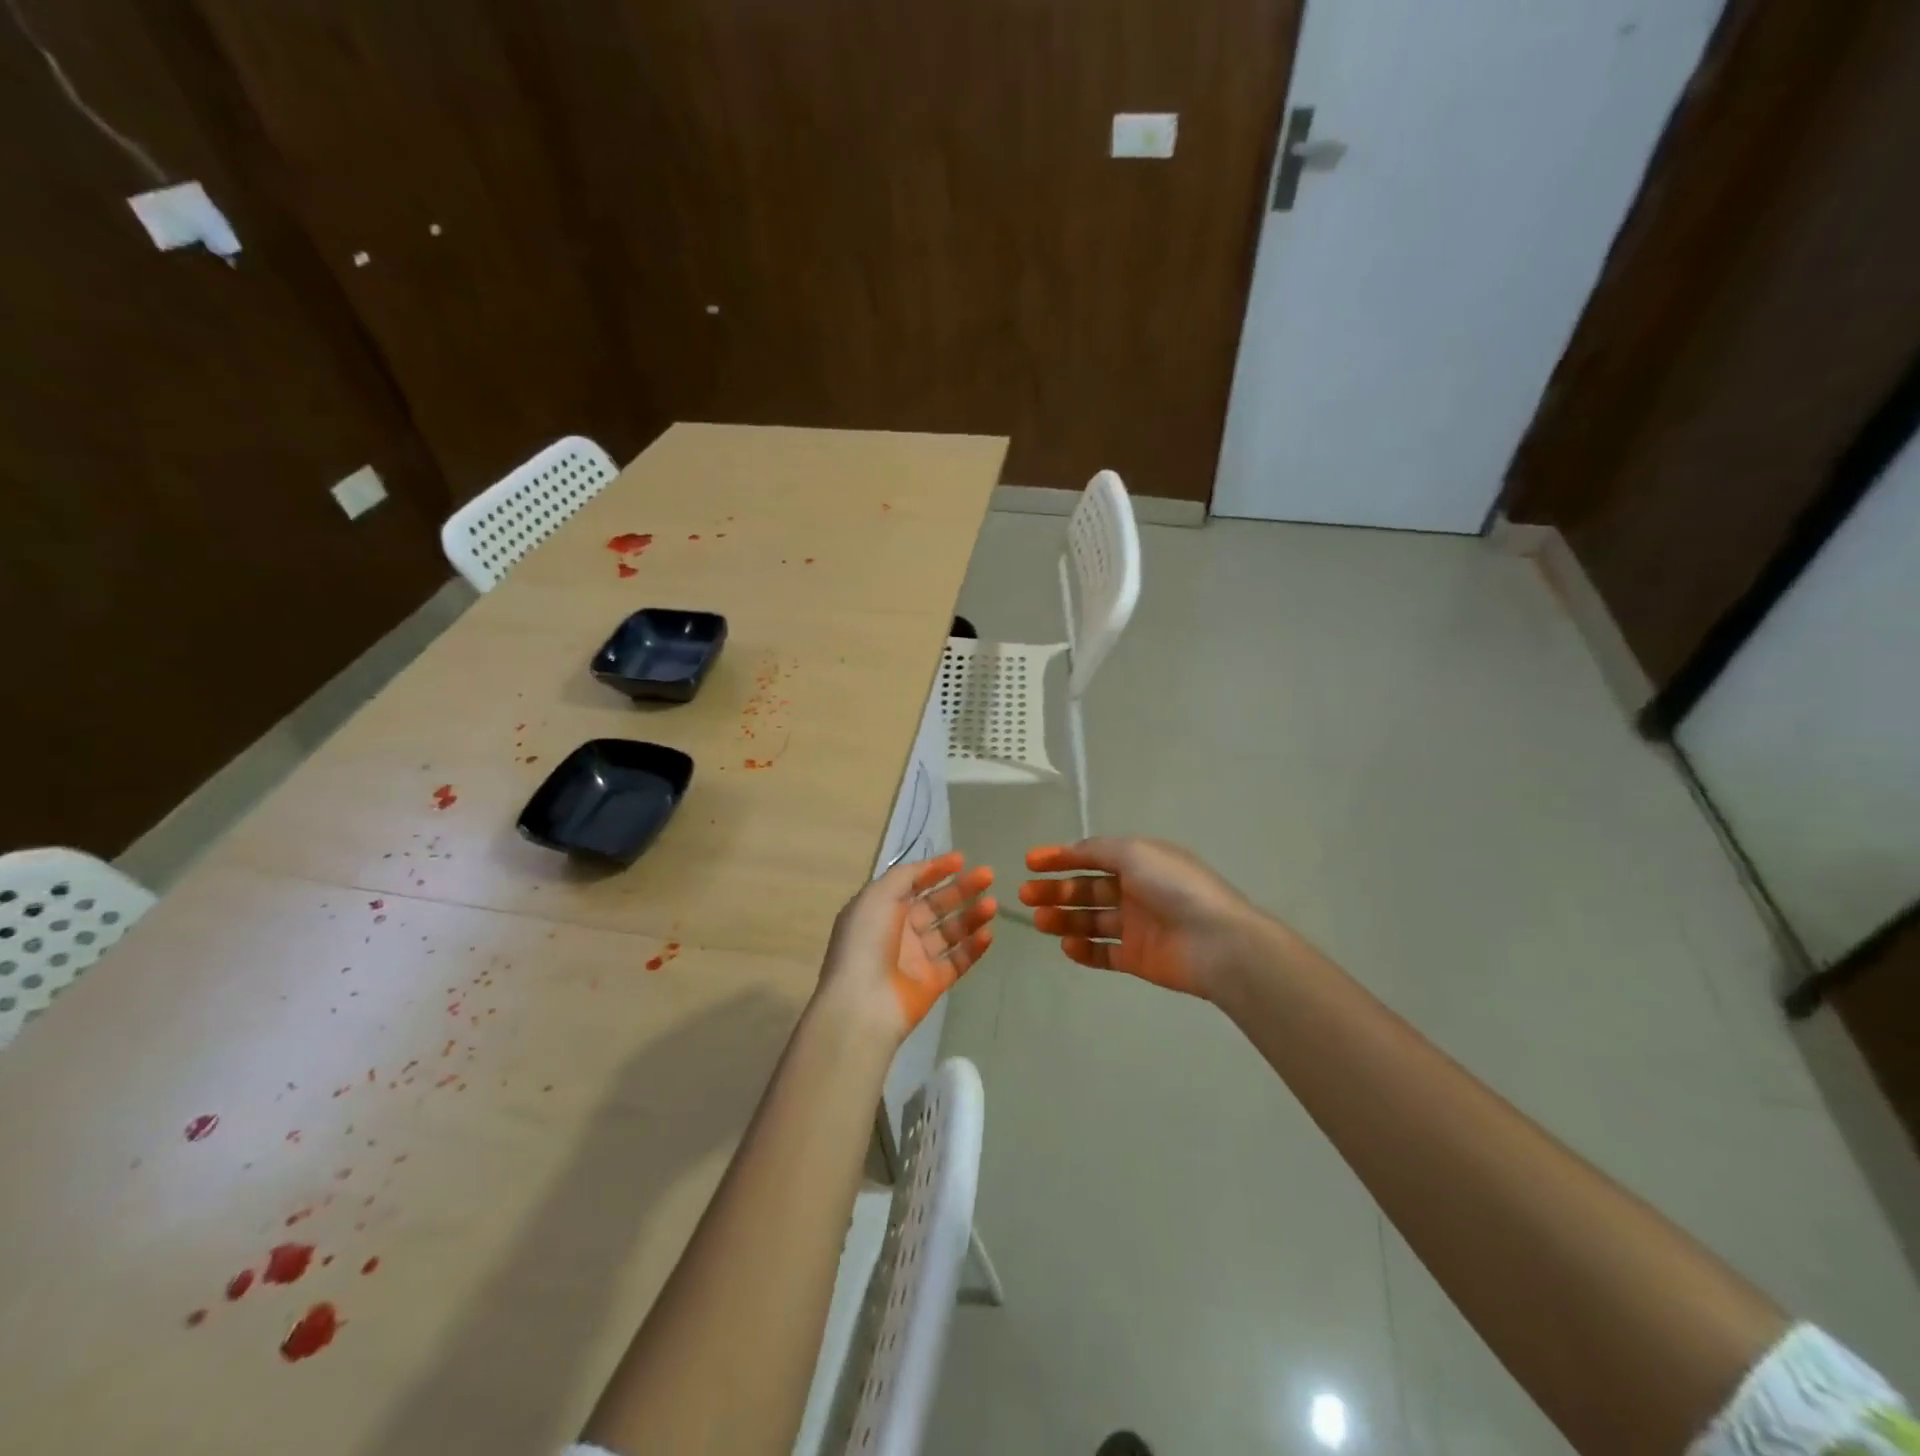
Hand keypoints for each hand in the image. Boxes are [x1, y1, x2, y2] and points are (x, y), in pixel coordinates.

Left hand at [815, 853, 996, 1043]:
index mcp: (881, 908)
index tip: (962, 859)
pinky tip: (989, 933)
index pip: (913, 883)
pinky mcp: (933, 983)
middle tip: (988, 876)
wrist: (863, 1003)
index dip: (936, 870)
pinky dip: (974, 947)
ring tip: (993, 905)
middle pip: (937, 904)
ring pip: (951, 931)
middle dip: (962, 889)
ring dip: (972, 916)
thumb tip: (928, 867)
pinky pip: (958, 960)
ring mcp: (917, 958)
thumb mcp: (878, 895)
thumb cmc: (866, 941)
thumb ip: (906, 876)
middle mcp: (899, 930)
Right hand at [1019, 837, 1265, 1000]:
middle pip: (1086, 889)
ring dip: (1063, 918)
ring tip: (1039, 921)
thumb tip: (1070, 850)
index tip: (1029, 863)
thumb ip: (1097, 850)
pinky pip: (1104, 953)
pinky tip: (1066, 946)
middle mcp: (1136, 891)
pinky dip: (1084, 950)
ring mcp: (1137, 926)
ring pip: (1090, 921)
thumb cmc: (1173, 887)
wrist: (1217, 942)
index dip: (1060, 857)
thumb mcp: (1134, 852)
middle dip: (1055, 890)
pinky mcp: (1138, 958)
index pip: (1091, 856)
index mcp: (1138, 861)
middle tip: (1025, 895)